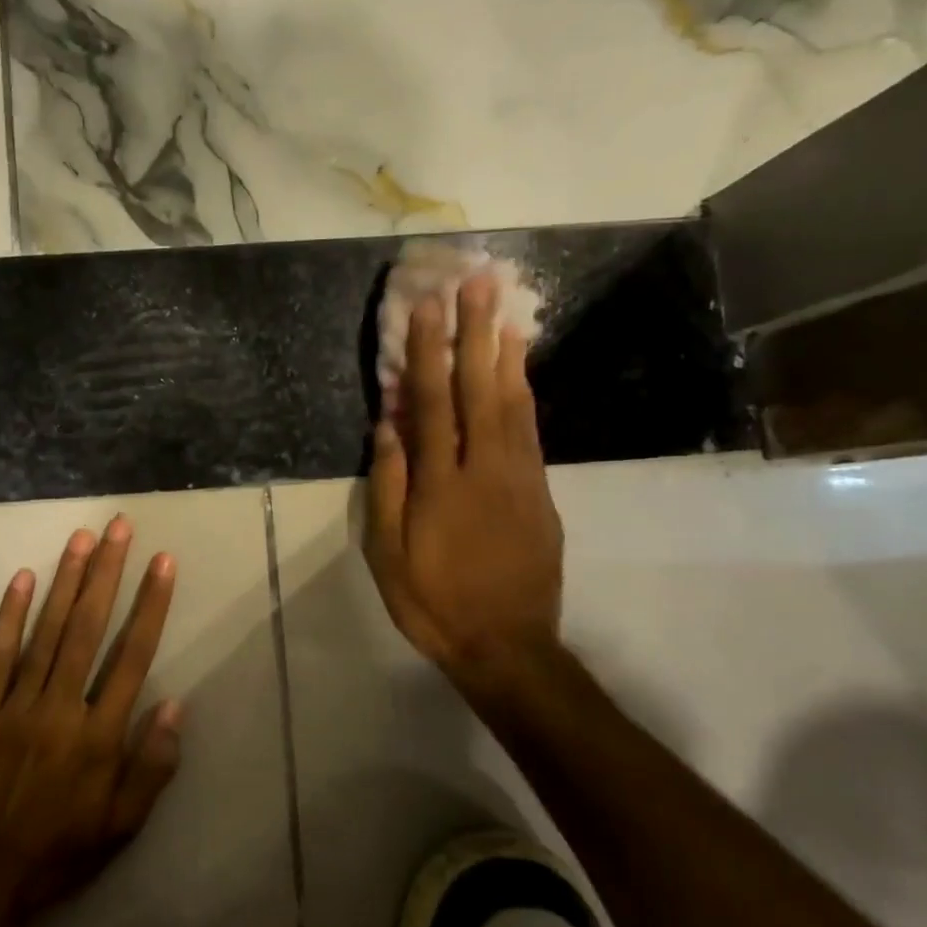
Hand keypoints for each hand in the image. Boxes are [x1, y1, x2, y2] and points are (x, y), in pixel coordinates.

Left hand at [0, 515, 182, 926]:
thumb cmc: (63, 852)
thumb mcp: (124, 825)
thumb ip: (152, 765)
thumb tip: (173, 704)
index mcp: (99, 736)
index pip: (133, 655)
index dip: (151, 605)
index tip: (162, 563)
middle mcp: (59, 709)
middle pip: (89, 628)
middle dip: (107, 573)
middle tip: (119, 527)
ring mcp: (15, 706)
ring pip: (46, 631)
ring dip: (66, 581)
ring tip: (82, 539)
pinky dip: (10, 615)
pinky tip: (24, 579)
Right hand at [365, 271, 564, 702]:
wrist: (507, 645)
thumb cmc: (434, 602)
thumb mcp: (389, 554)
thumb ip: (388, 487)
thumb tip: (386, 427)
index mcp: (441, 484)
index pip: (432, 403)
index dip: (428, 353)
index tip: (426, 306)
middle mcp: (485, 468)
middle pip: (479, 389)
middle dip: (474, 332)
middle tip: (477, 282)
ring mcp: (520, 478)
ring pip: (514, 402)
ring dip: (506, 352)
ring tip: (504, 309)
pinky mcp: (540, 492)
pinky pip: (531, 430)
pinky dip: (525, 392)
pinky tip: (520, 369)